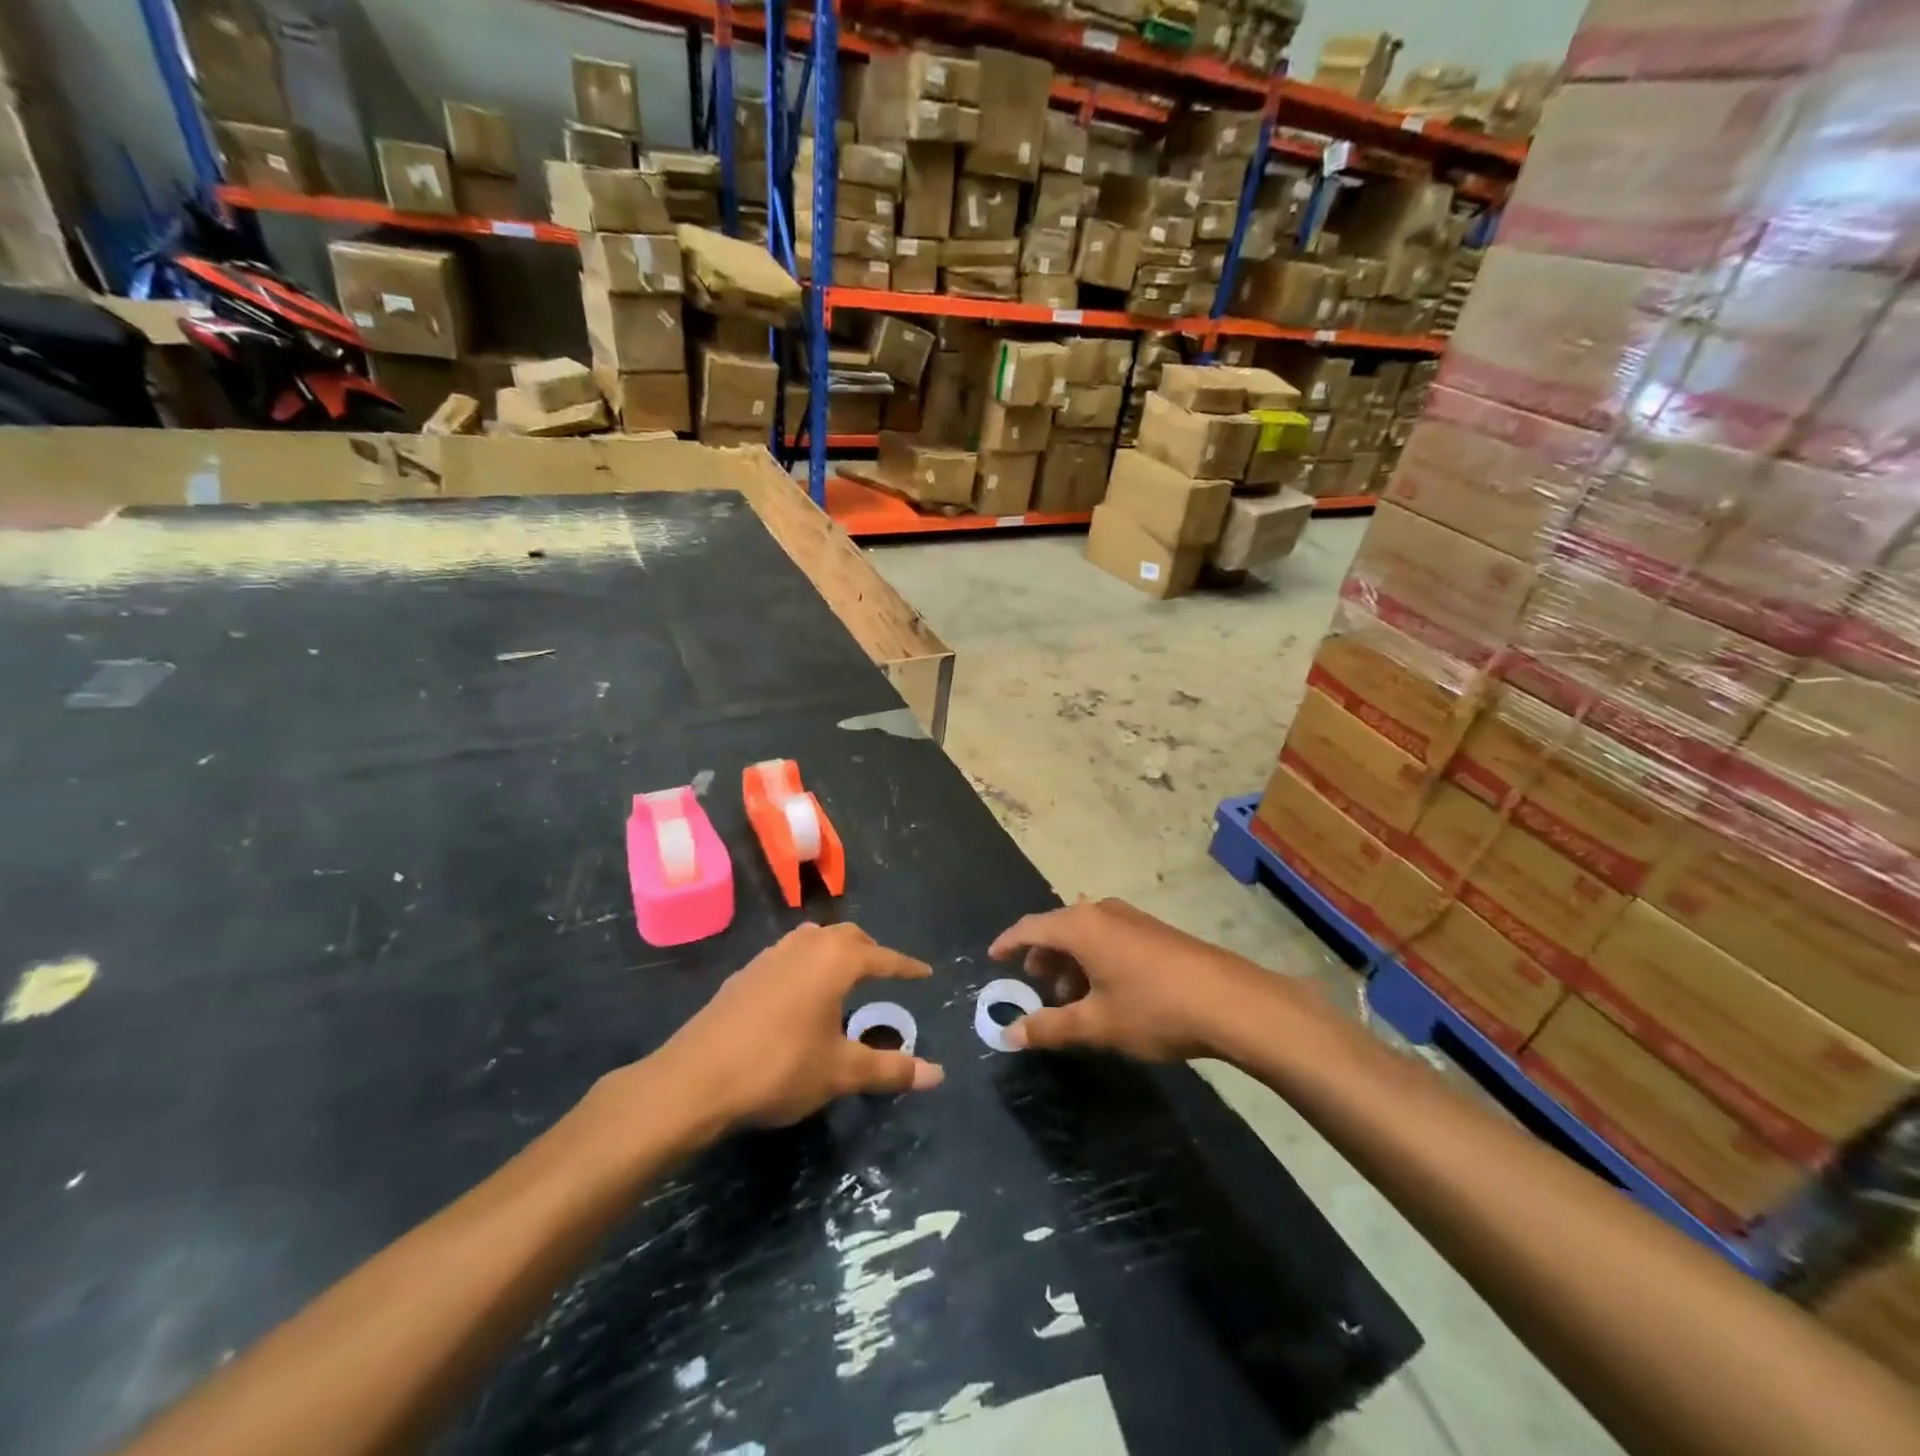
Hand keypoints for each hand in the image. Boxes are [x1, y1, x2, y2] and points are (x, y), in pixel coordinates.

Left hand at [658, 922, 944, 1128]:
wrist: (695, 1079)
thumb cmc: (778, 1068)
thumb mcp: (840, 1072)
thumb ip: (890, 1070)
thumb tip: (939, 1074)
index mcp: (834, 961)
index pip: (882, 957)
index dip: (906, 966)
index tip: (926, 973)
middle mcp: (804, 947)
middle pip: (846, 936)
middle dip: (871, 951)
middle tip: (886, 972)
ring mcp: (769, 957)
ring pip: (813, 939)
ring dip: (835, 951)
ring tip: (845, 976)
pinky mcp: (744, 974)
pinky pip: (787, 955)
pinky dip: (806, 963)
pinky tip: (800, 993)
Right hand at [988, 898, 1277, 1061]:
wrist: (1230, 1001)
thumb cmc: (1153, 1008)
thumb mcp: (1096, 1024)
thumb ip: (1050, 1027)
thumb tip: (1009, 1034)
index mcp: (1080, 926)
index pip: (1029, 927)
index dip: (1008, 943)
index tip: (992, 958)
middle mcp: (1101, 911)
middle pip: (1058, 928)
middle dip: (1042, 958)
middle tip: (1036, 990)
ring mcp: (1131, 918)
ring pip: (1085, 934)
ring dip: (1070, 963)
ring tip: (1072, 1001)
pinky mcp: (1154, 931)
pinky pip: (1108, 937)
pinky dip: (1094, 960)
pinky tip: (1106, 993)